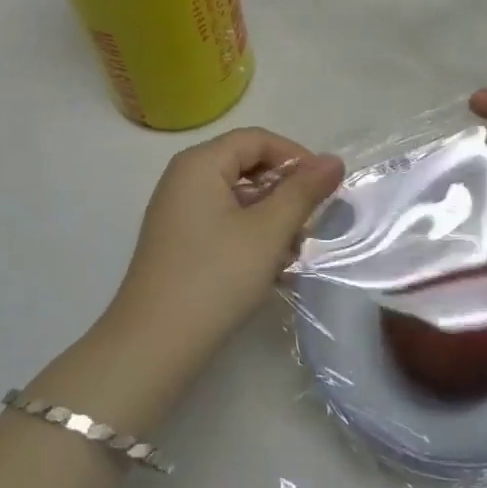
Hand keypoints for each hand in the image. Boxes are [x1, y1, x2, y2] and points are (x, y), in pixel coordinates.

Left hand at [106, 128, 344, 365]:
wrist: (152, 347)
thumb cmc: (215, 277)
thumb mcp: (268, 231)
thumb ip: (303, 192)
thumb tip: (333, 160)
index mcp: (200, 163)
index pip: (257, 139)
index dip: (296, 156)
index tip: (326, 187)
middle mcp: (184, 178)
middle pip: (246, 166)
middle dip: (285, 191)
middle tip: (312, 223)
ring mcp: (178, 212)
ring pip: (238, 198)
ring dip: (271, 218)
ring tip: (294, 252)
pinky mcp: (179, 243)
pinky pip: (224, 222)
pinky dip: (251, 236)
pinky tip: (270, 267)